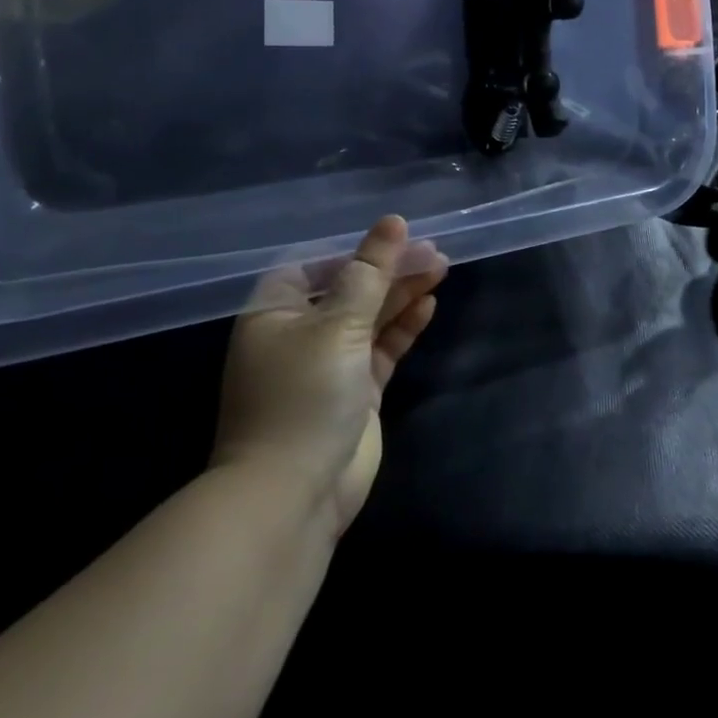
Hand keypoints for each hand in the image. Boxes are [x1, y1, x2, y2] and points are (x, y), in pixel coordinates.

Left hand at [211, 216, 446, 532]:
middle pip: (350, 288)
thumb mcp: (337, 324)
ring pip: (371, 316)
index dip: (355, 249)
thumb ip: (370, 272)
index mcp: (276, 313)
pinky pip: (382, 347)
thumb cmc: (304, 395)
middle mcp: (299, 334)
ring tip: (441, 268)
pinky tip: (429, 304)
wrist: (293, 495)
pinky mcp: (356, 391)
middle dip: (389, 269)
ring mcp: (329, 364)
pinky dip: (404, 326)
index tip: (396, 237)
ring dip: (402, 293)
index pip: (316, 265)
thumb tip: (392, 222)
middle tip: (434, 252)